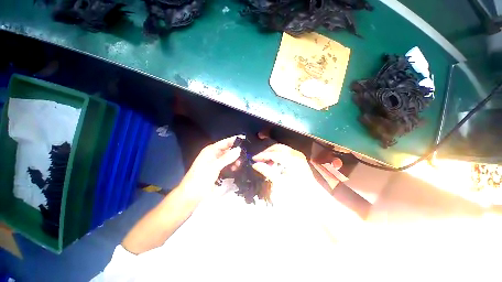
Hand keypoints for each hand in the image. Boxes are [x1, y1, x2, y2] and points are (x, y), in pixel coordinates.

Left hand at [177, 135, 242, 201]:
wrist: (191, 195)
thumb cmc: (201, 178)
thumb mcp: (214, 166)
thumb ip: (227, 158)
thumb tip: (239, 149)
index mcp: (211, 150)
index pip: (225, 142)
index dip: (235, 140)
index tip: (246, 139)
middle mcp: (214, 154)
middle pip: (228, 150)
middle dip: (236, 152)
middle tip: (246, 155)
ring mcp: (216, 163)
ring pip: (229, 158)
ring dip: (235, 160)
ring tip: (241, 164)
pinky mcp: (218, 170)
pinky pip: (228, 165)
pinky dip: (232, 166)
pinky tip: (237, 168)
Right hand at [252, 144, 321, 204]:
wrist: (313, 197)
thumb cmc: (297, 192)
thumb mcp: (280, 182)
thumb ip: (267, 171)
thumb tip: (255, 164)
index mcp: (292, 159)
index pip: (273, 154)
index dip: (262, 155)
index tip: (253, 159)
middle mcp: (296, 154)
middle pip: (277, 147)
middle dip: (267, 152)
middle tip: (258, 158)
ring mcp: (298, 155)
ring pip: (281, 148)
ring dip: (272, 153)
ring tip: (265, 161)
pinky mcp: (299, 157)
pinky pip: (285, 152)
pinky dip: (278, 155)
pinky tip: (274, 162)